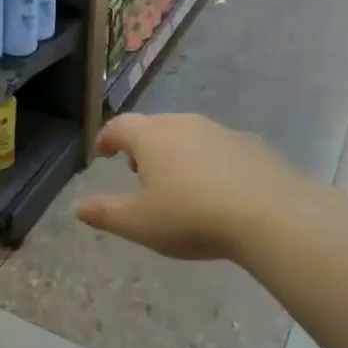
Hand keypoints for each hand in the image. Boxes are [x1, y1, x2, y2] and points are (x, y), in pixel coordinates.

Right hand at [75, 112, 303, 259]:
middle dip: (141, 145)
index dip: (106, 138)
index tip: (102, 152)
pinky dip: (208, 161)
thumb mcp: (140, 223)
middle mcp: (182, 123)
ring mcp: (219, 131)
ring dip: (176, 152)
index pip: (119, 127)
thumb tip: (76, 206)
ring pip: (187, 134)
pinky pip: (218, 148)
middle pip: (153, 126)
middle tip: (137, 170)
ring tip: (177, 181)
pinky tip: (217, 188)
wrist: (270, 213)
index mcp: (150, 136)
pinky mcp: (250, 144)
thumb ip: (105, 213)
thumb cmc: (192, 216)